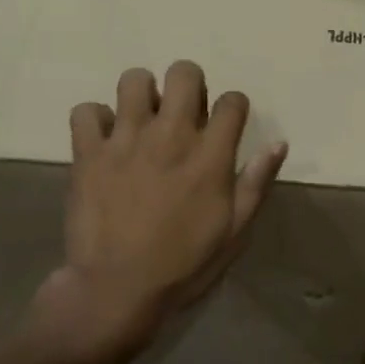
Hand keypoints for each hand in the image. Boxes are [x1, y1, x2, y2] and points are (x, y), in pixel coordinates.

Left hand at [27, 61, 287, 363]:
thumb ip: (256, 183)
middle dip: (189, 84)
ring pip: (133, 80)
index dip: (233, 108)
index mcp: (210, 155)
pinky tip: (103, 141)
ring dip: (141, 94)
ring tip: (141, 120)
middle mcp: (170, 135)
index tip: (225, 125)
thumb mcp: (234, 232)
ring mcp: (125, 139)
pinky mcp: (88, 152)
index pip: (232, 101)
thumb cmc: (183, 266)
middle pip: (184, 73)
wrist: (116, 290)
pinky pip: (86, 111)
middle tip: (182, 113)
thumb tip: (278, 143)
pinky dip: (94, 120)